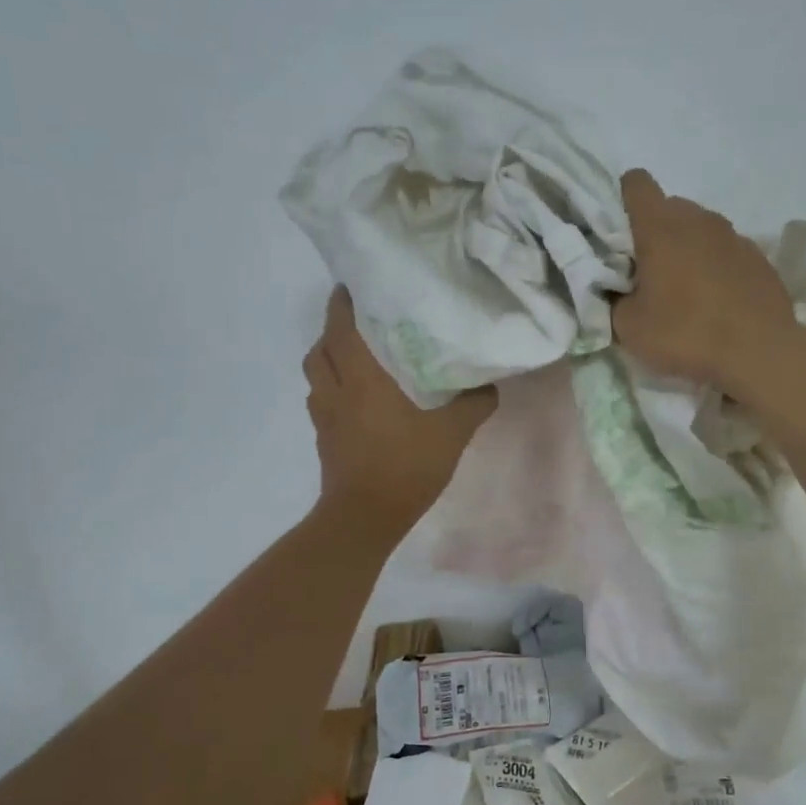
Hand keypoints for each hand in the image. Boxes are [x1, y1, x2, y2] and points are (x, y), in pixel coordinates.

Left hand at [305, 287, 495, 536]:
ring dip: (328, 360)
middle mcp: (336, 392)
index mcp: (362, 380)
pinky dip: (332, 390)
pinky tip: (355, 400)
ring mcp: (325, 418)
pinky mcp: (324, 440)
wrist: (365, 517)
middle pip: (320, 350)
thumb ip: (473, 406)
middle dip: (333, 330)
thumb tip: (489, 387)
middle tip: (358, 322)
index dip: (342, 305)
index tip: (351, 286)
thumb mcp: (452, 434)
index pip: (341, 329)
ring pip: (316, 376)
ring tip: (354, 357)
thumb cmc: (406, 467)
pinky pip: (321, 402)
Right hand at [612, 168, 798, 389]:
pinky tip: (716, 302)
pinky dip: (716, 268)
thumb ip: (615, 300)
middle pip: (669, 208)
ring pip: (700, 229)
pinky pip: (726, 252)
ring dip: (688, 250)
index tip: (618, 235)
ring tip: (685, 292)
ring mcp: (734, 236)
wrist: (759, 352)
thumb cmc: (685, 334)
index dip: (622, 201)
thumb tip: (619, 292)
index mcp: (661, 227)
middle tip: (647, 275)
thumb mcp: (629, 328)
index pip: (636, 184)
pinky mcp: (760, 258)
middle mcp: (699, 220)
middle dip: (655, 233)